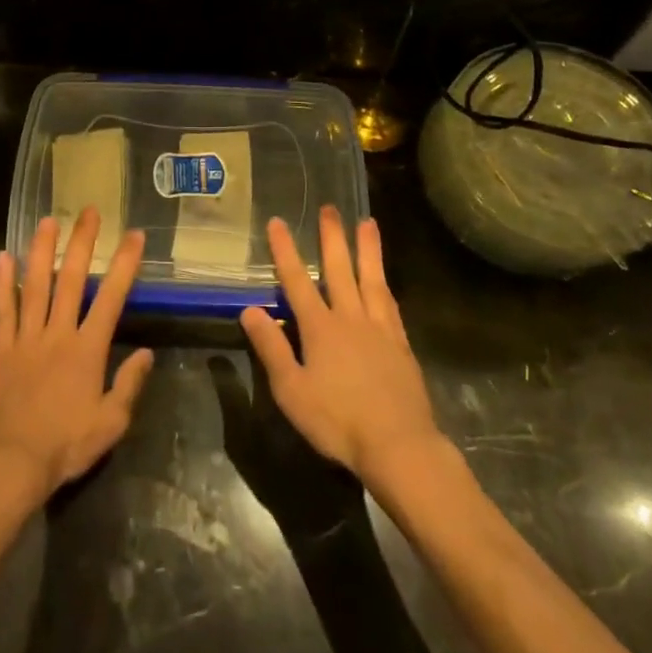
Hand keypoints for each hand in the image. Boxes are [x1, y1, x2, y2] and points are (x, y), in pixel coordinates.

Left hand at [0, 210, 154, 502]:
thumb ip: (129, 384)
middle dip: (82, 243)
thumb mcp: (111, 423)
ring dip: (42, 250)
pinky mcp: (2, 349)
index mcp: (87, 349)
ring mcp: (26, 338)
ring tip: (48, 221)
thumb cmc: (66, 445)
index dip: (124, 264)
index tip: (134, 235)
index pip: (111, 297)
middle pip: (71, 279)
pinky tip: (3, 256)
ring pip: (35, 285)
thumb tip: (147, 352)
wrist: (12, 464)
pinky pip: (3, 310)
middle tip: (88, 212)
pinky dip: (3, 282)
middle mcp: (58, 333)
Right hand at [240, 207, 445, 484]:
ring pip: (371, 279)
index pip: (297, 281)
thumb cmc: (337, 421)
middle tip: (330, 207)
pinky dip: (385, 285)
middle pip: (339, 270)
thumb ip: (271, 348)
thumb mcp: (291, 390)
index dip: (285, 250)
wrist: (398, 445)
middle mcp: (350, 318)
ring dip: (367, 250)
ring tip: (367, 223)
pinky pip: (391, 305)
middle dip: (332, 237)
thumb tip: (250, 310)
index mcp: (320, 328)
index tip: (278, 222)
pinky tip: (385, 280)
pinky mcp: (401, 345)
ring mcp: (379, 329)